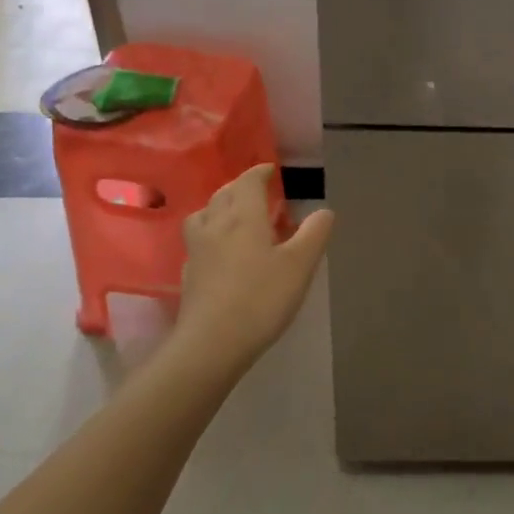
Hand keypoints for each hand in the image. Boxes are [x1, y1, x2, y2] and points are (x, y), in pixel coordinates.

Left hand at [176, 165, 334, 371]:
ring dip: (219, 206)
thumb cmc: (261, 298)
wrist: (212, 343)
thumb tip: (324, 211)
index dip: (260, 172)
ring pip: (204, 214)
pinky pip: (198, 240)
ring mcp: (198, 249)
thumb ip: (314, 234)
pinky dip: (210, 233)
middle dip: (241, 186)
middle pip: (224, 193)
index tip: (271, 170)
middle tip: (258, 191)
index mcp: (244, 216)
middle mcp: (216, 224)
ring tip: (235, 215)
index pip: (248, 182)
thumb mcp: (300, 265)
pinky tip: (220, 250)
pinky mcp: (189, 274)